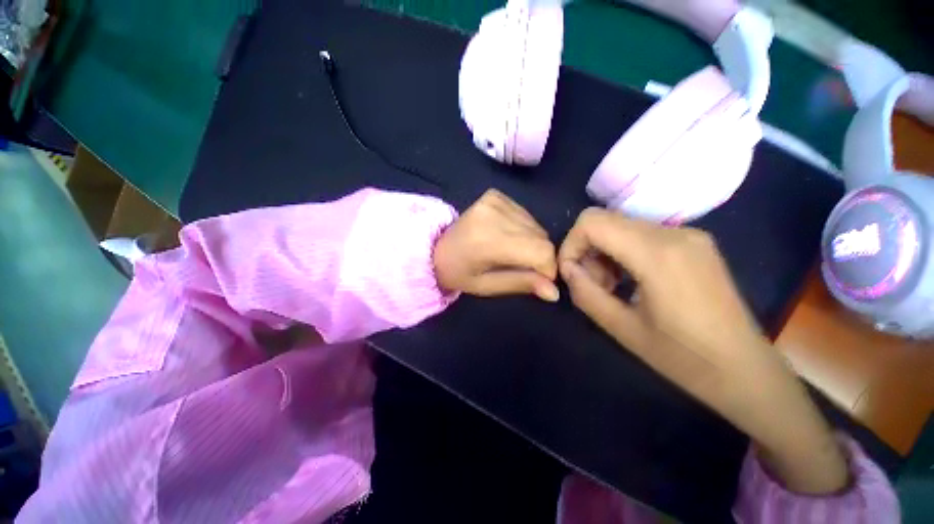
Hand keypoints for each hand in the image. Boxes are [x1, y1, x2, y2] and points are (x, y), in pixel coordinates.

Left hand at [434, 189, 558, 301]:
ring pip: (536, 226)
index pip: (541, 251)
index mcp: (489, 240)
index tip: (538, 280)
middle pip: (541, 237)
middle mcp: (494, 213)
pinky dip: (522, 229)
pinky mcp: (495, 195)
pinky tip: (504, 236)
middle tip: (520, 267)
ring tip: (509, 252)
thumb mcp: (487, 286)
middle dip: (539, 257)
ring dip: (531, 243)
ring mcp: (495, 200)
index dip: (547, 269)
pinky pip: (525, 215)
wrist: (434, 247)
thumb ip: (520, 284)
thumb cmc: (458, 273)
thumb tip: (554, 292)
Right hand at [558, 208, 848, 493]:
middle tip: (594, 284)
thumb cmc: (683, 358)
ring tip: (612, 286)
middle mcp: (674, 233)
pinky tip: (630, 279)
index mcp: (657, 254)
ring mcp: (688, 234)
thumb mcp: (622, 329)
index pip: (592, 222)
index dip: (571, 244)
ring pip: (621, 226)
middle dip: (587, 250)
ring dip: (605, 252)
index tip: (571, 273)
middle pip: (605, 220)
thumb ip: (585, 293)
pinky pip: (641, 234)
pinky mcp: (694, 242)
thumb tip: (567, 269)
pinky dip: (623, 252)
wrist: (746, 371)